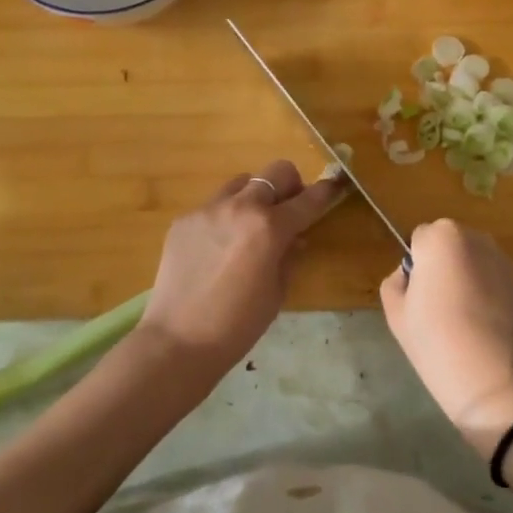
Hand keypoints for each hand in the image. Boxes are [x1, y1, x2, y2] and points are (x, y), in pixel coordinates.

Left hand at [138, 160, 345, 373]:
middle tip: (288, 211)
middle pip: (276, 172)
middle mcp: (239, 207)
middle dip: (290, 186)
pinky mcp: (184, 219)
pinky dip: (225, 217)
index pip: (308, 199)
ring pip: (242, 183)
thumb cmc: (237, 325)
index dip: (326, 191)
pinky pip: (214, 205)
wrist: (177, 341)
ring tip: (249, 228)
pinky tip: (218, 248)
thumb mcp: (276, 292)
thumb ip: (289, 256)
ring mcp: (207, 209)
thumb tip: (295, 238)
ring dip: (255, 198)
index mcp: (269, 227)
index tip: (335, 185)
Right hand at [378, 220, 512, 457]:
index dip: (417, 266)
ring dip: (469, 277)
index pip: (420, 239)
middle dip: (444, 265)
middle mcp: (477, 239)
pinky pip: (497, 282)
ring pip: (476, 261)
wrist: (495, 382)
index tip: (419, 296)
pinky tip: (487, 328)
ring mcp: (506, 262)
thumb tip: (411, 275)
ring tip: (465, 319)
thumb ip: (396, 281)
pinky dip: (491, 295)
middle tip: (439, 305)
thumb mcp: (396, 313)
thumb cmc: (436, 342)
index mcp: (442, 238)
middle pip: (451, 244)